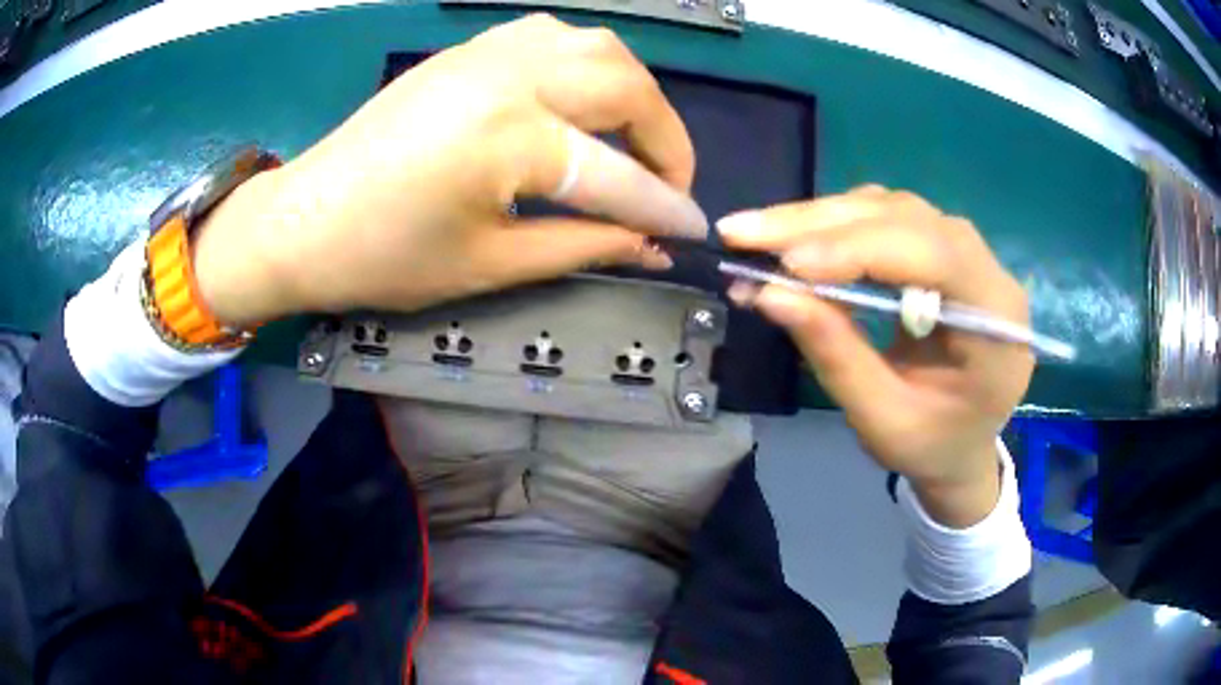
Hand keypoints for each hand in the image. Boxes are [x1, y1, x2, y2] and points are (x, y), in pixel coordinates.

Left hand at [192, 15, 706, 325]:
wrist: (303, 219)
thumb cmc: (383, 257)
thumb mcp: (488, 264)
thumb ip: (581, 247)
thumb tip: (648, 244)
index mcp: (510, 138)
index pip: (617, 175)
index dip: (664, 207)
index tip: (692, 230)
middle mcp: (510, 76)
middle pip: (626, 86)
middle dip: (665, 138)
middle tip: (667, 184)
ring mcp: (487, 53)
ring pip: (597, 46)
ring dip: (632, 91)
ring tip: (632, 140)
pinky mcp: (469, 50)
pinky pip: (553, 37)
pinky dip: (587, 64)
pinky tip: (580, 99)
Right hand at [719, 187, 1033, 527]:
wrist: (962, 447)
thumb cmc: (931, 447)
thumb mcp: (883, 419)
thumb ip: (836, 355)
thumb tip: (768, 293)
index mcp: (997, 322)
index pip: (934, 255)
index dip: (860, 250)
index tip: (787, 265)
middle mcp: (989, 271)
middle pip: (906, 218)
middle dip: (821, 224)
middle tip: (744, 234)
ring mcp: (967, 253)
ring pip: (892, 209)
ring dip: (821, 218)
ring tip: (759, 235)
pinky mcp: (941, 249)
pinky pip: (888, 218)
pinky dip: (836, 224)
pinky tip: (797, 238)